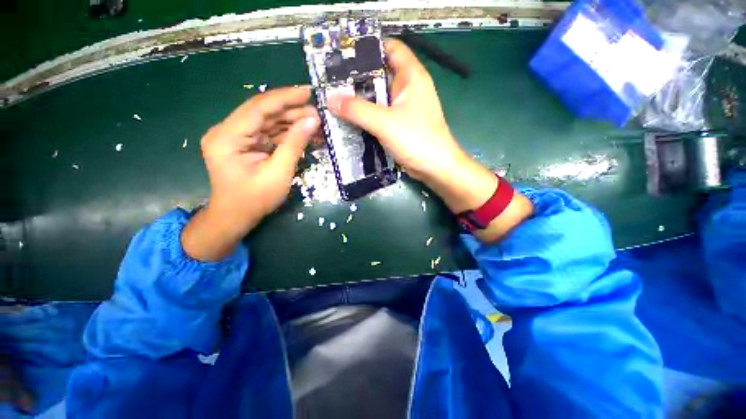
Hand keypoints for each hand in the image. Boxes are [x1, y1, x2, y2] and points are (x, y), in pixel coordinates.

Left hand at [183, 87, 318, 260]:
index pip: (258, 108)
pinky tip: (304, 133)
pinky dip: (286, 133)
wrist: (235, 216)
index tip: (308, 92)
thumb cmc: (254, 200)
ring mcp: (236, 137)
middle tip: (317, 112)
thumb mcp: (278, 173)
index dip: (284, 98)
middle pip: (263, 112)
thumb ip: (294, 145)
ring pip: (267, 122)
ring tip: (315, 122)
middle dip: (291, 111)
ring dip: (291, 121)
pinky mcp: (245, 144)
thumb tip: (312, 121)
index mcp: (227, 137)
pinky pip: (268, 133)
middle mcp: (228, 131)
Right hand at [327, 39, 464, 182]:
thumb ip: (357, 110)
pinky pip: (380, 115)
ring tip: (334, 99)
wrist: (435, 168)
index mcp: (411, 76)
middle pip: (380, 74)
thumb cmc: (417, 140)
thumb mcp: (385, 122)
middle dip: (357, 77)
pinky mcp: (400, 125)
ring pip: (378, 98)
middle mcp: (408, 89)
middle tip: (330, 81)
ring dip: (360, 100)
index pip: (390, 48)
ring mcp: (404, 109)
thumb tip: (330, 99)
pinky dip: (366, 116)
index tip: (343, 53)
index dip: (368, 46)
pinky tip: (350, 119)